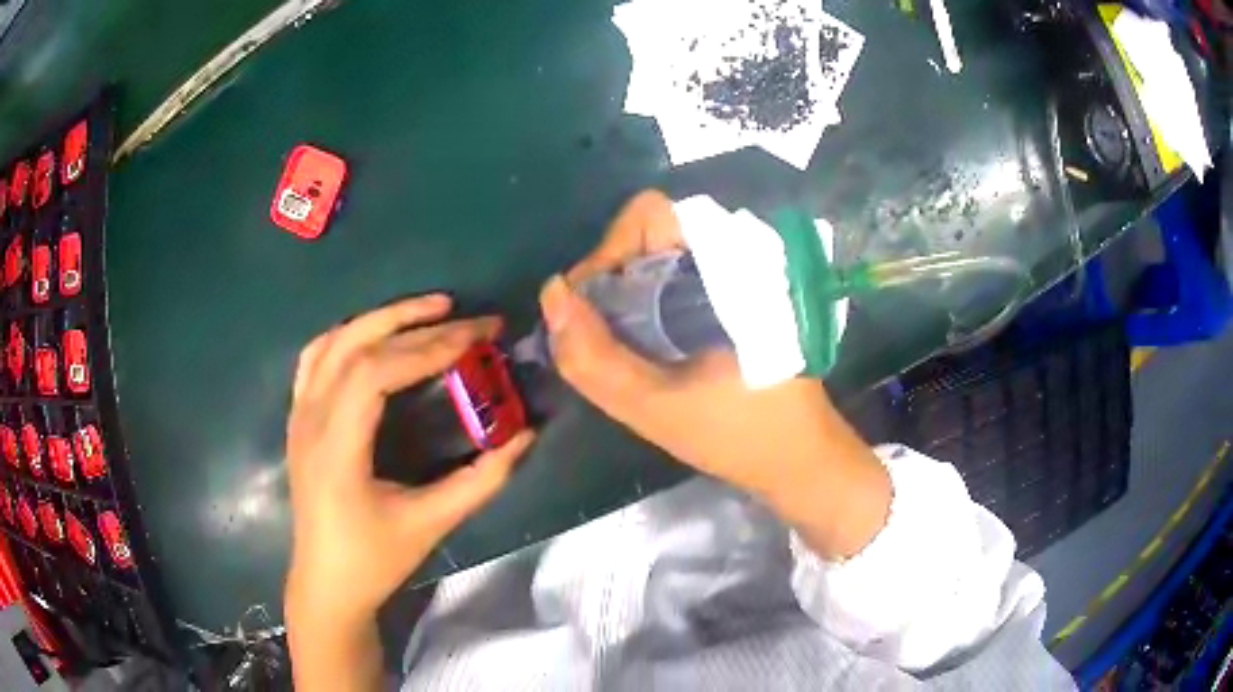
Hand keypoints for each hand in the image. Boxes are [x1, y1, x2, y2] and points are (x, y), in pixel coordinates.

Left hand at [284, 295, 532, 689]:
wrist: (326, 583)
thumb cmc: (374, 559)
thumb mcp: (431, 523)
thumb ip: (481, 479)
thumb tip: (526, 435)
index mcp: (337, 446)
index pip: (376, 371)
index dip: (429, 347)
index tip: (477, 337)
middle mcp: (310, 419)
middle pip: (357, 345)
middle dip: (413, 321)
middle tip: (464, 314)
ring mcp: (298, 415)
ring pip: (333, 342)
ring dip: (381, 319)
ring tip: (427, 310)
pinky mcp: (298, 419)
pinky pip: (316, 358)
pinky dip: (348, 335)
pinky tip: (375, 335)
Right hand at [542, 191, 888, 558]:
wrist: (801, 458)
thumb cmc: (740, 435)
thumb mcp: (655, 409)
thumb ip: (593, 358)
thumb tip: (552, 295)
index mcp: (727, 267)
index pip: (648, 215)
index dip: (609, 252)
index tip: (594, 310)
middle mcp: (733, 257)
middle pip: (648, 235)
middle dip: (611, 279)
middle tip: (602, 337)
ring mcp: (736, 276)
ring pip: (658, 259)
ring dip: (626, 296)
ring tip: (620, 349)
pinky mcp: (736, 298)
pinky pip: (674, 281)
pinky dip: (647, 306)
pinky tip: (646, 350)